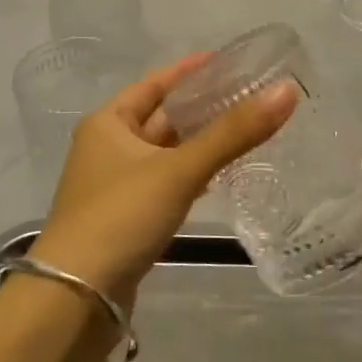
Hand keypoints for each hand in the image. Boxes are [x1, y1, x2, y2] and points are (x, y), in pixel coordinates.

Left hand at [31, 54, 295, 303]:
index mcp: (108, 123)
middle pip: (163, 117)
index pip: (156, 84)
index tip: (229, 61)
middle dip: (203, 107)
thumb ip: (233, 133)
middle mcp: (109, 148)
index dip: (191, 70)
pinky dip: (193, 175)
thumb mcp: (179, 170)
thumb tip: (287, 91)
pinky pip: (168, 183)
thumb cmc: (120, 217)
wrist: (74, 300)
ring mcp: (117, 186)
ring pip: (167, 153)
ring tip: (246, 129)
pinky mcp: (129, 219)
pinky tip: (221, 175)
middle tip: (250, 95)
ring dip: (201, 142)